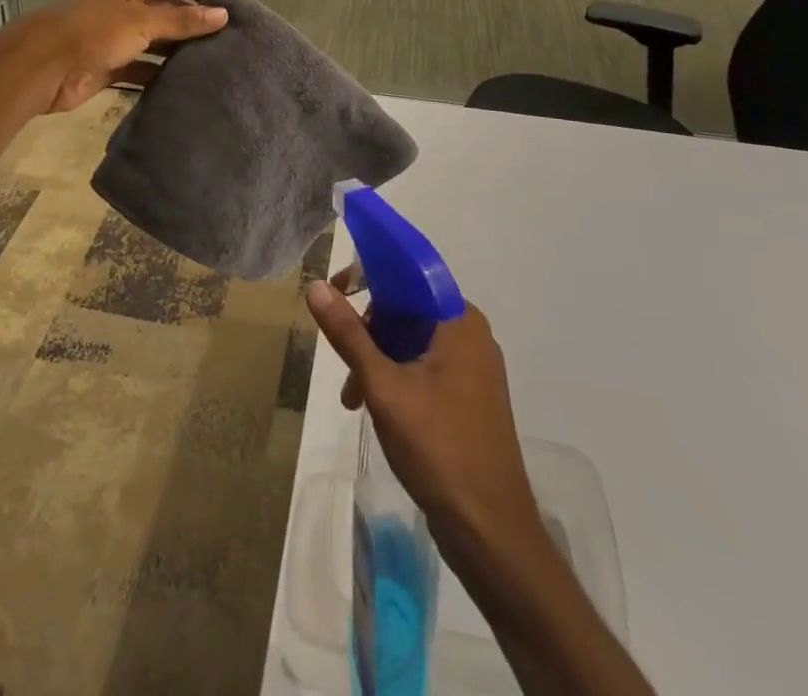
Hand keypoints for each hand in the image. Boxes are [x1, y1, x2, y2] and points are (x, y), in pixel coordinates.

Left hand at [34, 0, 227, 114]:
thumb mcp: (142, 21)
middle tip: (229, 40)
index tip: (231, 8)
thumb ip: (183, 21)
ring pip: (157, 38)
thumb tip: (223, 15)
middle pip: (168, 8)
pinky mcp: (111, 61)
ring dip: (179, 50)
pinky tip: (188, 82)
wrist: (43, 67)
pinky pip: (144, 64)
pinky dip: (161, 72)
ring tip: (216, 63)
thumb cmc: (94, 30)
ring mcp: (117, 32)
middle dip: (194, 23)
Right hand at [306, 276, 540, 548]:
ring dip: (377, 360)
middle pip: (407, 308)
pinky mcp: (469, 397)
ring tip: (352, 398)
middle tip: (342, 360)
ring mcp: (473, 368)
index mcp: (458, 320)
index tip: (334, 290)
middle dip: (368, 330)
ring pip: (412, 341)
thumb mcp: (383, 386)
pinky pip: (424, 367)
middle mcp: (470, 334)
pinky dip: (396, 378)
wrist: (491, 532)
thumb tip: (316, 285)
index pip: (407, 274)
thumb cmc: (438, 448)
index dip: (368, 274)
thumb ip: (348, 334)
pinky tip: (374, 409)